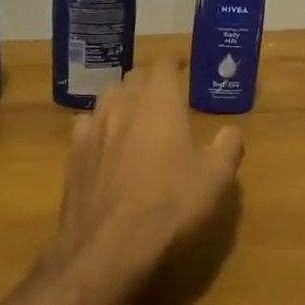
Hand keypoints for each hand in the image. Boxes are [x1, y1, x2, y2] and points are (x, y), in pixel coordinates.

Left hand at [56, 58, 244, 281]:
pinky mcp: (73, 153)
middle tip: (163, 92)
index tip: (183, 64)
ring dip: (123, 99)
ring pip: (107, 98)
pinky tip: (104, 140)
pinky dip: (99, 124)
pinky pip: (86, 124)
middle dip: (149, 80)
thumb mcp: (215, 178)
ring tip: (134, 112)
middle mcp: (123, 103)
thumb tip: (231, 130)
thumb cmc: (172, 204)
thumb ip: (227, 147)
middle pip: (134, 77)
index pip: (163, 64)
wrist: (111, 243)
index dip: (174, 61)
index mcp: (159, 100)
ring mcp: (93, 127)